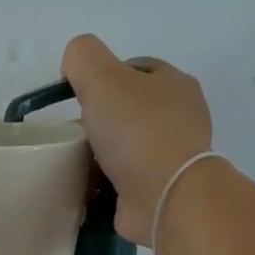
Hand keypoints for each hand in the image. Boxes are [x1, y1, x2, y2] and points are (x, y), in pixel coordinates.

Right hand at [61, 34, 212, 244]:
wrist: (166, 197)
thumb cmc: (136, 132)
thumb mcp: (102, 78)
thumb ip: (83, 57)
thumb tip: (74, 67)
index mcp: (174, 83)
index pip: (134, 69)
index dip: (103, 78)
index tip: (77, 99)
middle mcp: (180, 116)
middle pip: (130, 109)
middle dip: (101, 119)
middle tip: (75, 133)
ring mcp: (174, 155)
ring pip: (128, 146)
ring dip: (103, 154)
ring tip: (76, 163)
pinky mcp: (163, 189)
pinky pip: (128, 179)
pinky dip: (109, 182)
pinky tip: (90, 188)